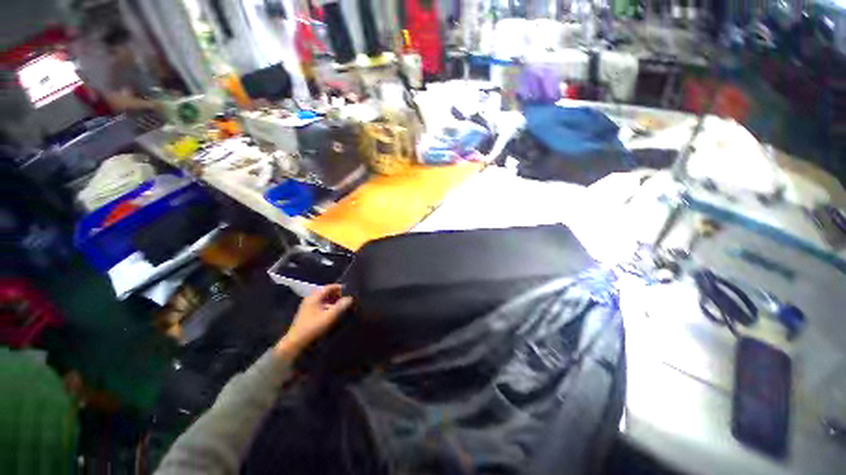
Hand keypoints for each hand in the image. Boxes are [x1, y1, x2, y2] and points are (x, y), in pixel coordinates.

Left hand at [274, 285, 352, 360]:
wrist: (296, 342)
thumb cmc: (313, 327)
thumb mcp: (329, 316)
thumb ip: (341, 306)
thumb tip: (350, 298)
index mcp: (314, 297)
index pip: (329, 287)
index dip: (340, 288)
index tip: (349, 291)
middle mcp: (310, 299)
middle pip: (326, 292)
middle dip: (337, 295)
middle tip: (348, 298)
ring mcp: (308, 306)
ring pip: (324, 299)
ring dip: (333, 301)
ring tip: (343, 305)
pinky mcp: (308, 313)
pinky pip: (321, 305)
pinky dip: (328, 306)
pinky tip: (334, 312)